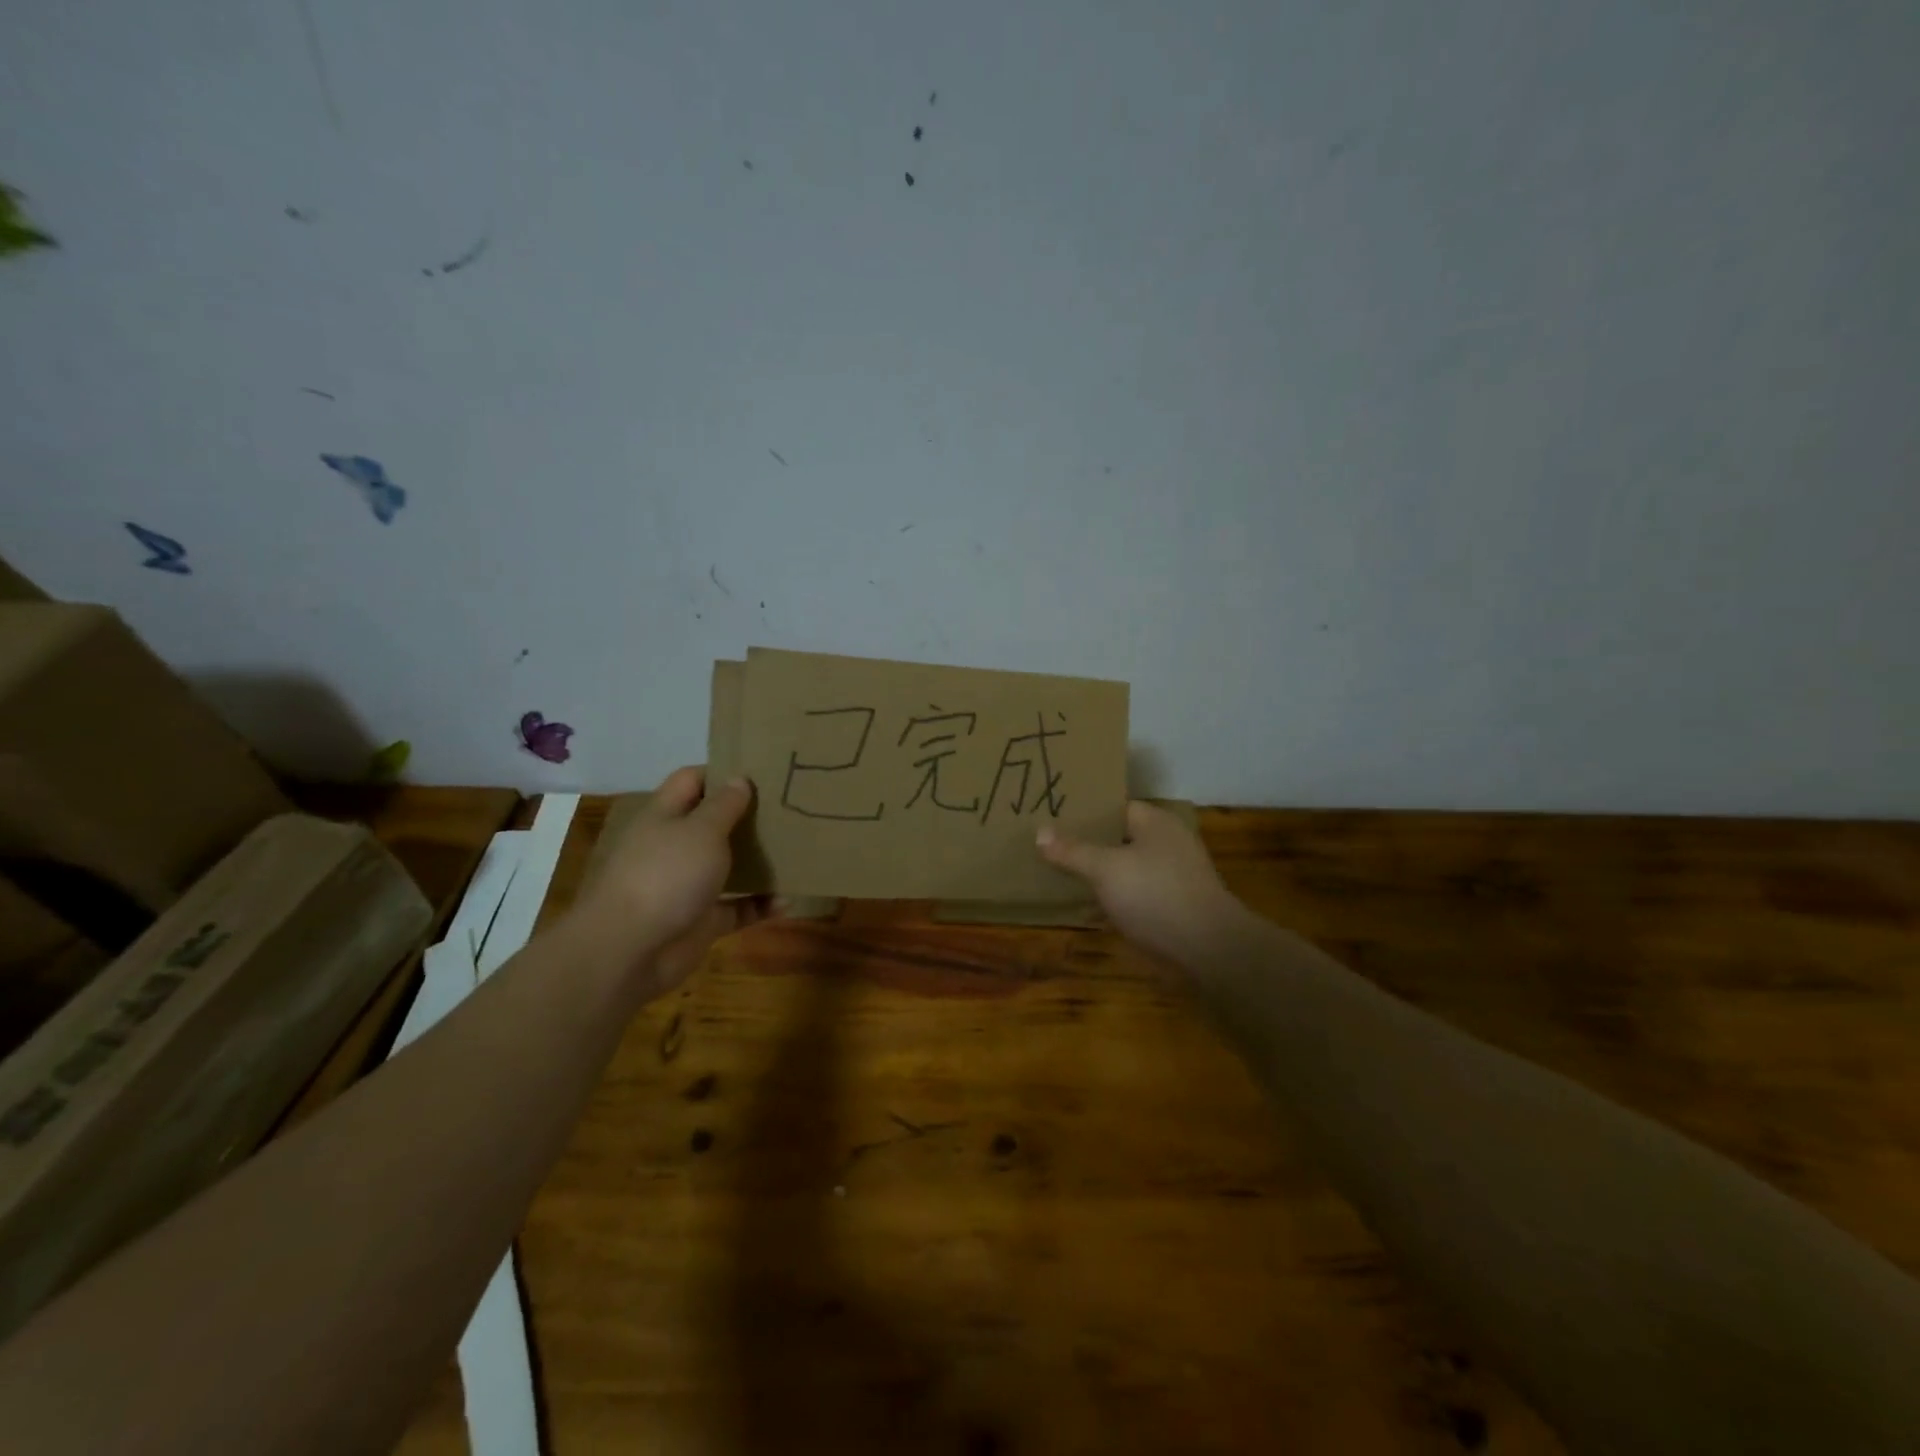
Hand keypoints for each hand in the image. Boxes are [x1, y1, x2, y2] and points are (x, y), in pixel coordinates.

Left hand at [575, 766, 777, 994]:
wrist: (629, 950)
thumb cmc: (666, 875)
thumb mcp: (702, 830)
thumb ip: (725, 805)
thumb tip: (739, 779)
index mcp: (665, 816)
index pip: (691, 781)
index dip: (722, 772)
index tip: (762, 772)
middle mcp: (674, 847)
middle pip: (712, 823)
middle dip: (747, 817)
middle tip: (790, 808)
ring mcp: (686, 886)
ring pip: (727, 866)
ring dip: (758, 861)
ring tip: (797, 850)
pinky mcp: (700, 921)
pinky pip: (737, 908)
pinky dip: (760, 905)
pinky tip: (788, 900)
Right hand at [1037, 801, 1247, 963]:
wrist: (1208, 949)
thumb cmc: (1155, 895)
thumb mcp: (1105, 869)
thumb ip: (1072, 851)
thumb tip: (1040, 832)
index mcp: (1155, 822)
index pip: (1114, 807)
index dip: (1084, 812)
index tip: (1053, 817)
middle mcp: (1167, 843)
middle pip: (1118, 838)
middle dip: (1087, 844)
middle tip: (1049, 847)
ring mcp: (1173, 876)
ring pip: (1125, 868)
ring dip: (1099, 875)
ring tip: (1060, 876)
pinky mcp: (1173, 907)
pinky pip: (1135, 895)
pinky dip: (1114, 900)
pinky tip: (1088, 909)